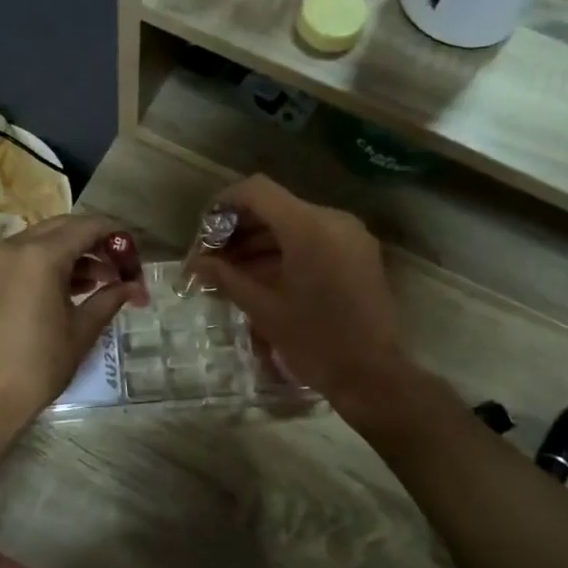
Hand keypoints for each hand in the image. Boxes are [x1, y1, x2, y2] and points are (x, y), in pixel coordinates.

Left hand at [0, 213, 144, 432]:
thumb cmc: (38, 365)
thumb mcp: (82, 330)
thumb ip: (110, 299)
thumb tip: (135, 287)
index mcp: (40, 255)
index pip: (88, 227)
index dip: (117, 237)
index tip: (136, 258)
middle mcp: (15, 247)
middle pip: (64, 228)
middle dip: (96, 243)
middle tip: (121, 268)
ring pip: (44, 241)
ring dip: (74, 254)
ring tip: (103, 283)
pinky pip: (26, 257)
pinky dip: (51, 264)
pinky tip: (73, 289)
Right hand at [191, 176, 416, 418]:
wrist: (373, 376)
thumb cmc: (315, 343)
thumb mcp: (264, 310)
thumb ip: (227, 277)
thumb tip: (195, 263)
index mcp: (309, 228)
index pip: (257, 191)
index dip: (224, 204)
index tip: (204, 232)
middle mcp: (333, 220)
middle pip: (275, 206)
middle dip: (239, 228)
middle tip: (211, 258)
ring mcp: (350, 235)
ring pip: (294, 223)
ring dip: (260, 241)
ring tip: (230, 271)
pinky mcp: (358, 253)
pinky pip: (314, 238)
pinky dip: (285, 250)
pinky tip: (261, 276)